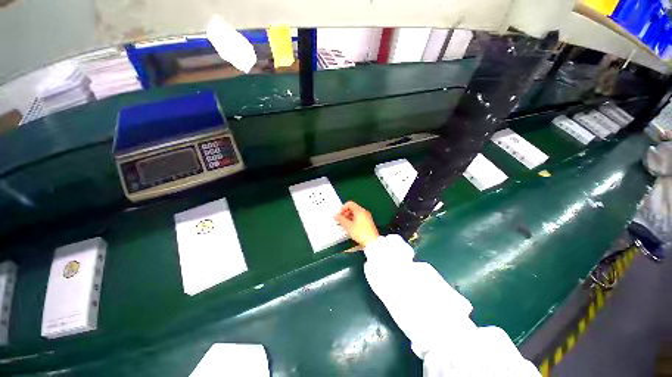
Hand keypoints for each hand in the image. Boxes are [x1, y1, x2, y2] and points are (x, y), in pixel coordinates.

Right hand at [335, 201, 379, 246]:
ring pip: (356, 213)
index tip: (340, 214)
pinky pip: (359, 217)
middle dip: (346, 213)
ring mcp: (367, 217)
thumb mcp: (348, 226)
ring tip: (345, 224)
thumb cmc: (361, 233)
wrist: (372, 242)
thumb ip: (341, 220)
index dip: (343, 208)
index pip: (350, 204)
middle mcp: (364, 212)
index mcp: (359, 210)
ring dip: (349, 217)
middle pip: (353, 208)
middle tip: (341, 219)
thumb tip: (336, 216)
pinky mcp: (368, 222)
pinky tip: (351, 227)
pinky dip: (354, 220)